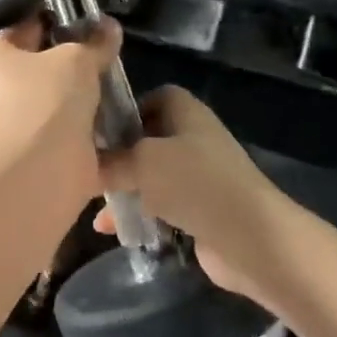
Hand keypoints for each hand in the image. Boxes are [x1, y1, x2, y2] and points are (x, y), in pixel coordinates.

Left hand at [0, 16, 122, 198]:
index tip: (90, 24)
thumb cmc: (49, 100)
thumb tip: (109, 26)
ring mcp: (6, 125)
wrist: (44, 171)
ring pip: (51, 100)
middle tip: (103, 55)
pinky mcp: (28, 154)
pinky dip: (81, 126)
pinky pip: (59, 130)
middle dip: (71, 63)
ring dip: (79, 97)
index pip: (24, 28)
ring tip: (112, 85)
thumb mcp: (78, 59)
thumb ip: (95, 41)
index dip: (58, 22)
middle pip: (38, 66)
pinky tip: (110, 119)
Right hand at [97, 87, 300, 304]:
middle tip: (87, 169)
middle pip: (148, 139)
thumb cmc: (194, 183)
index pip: (154, 97)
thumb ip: (110, 160)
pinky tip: (114, 231)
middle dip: (118, 155)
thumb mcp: (143, 162)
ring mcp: (198, 177)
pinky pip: (161, 206)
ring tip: (95, 206)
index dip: (126, 109)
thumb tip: (86, 164)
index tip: (97, 129)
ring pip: (151, 176)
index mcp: (186, 113)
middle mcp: (193, 139)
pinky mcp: (199, 211)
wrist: (250, 238)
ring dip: (125, 190)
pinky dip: (140, 215)